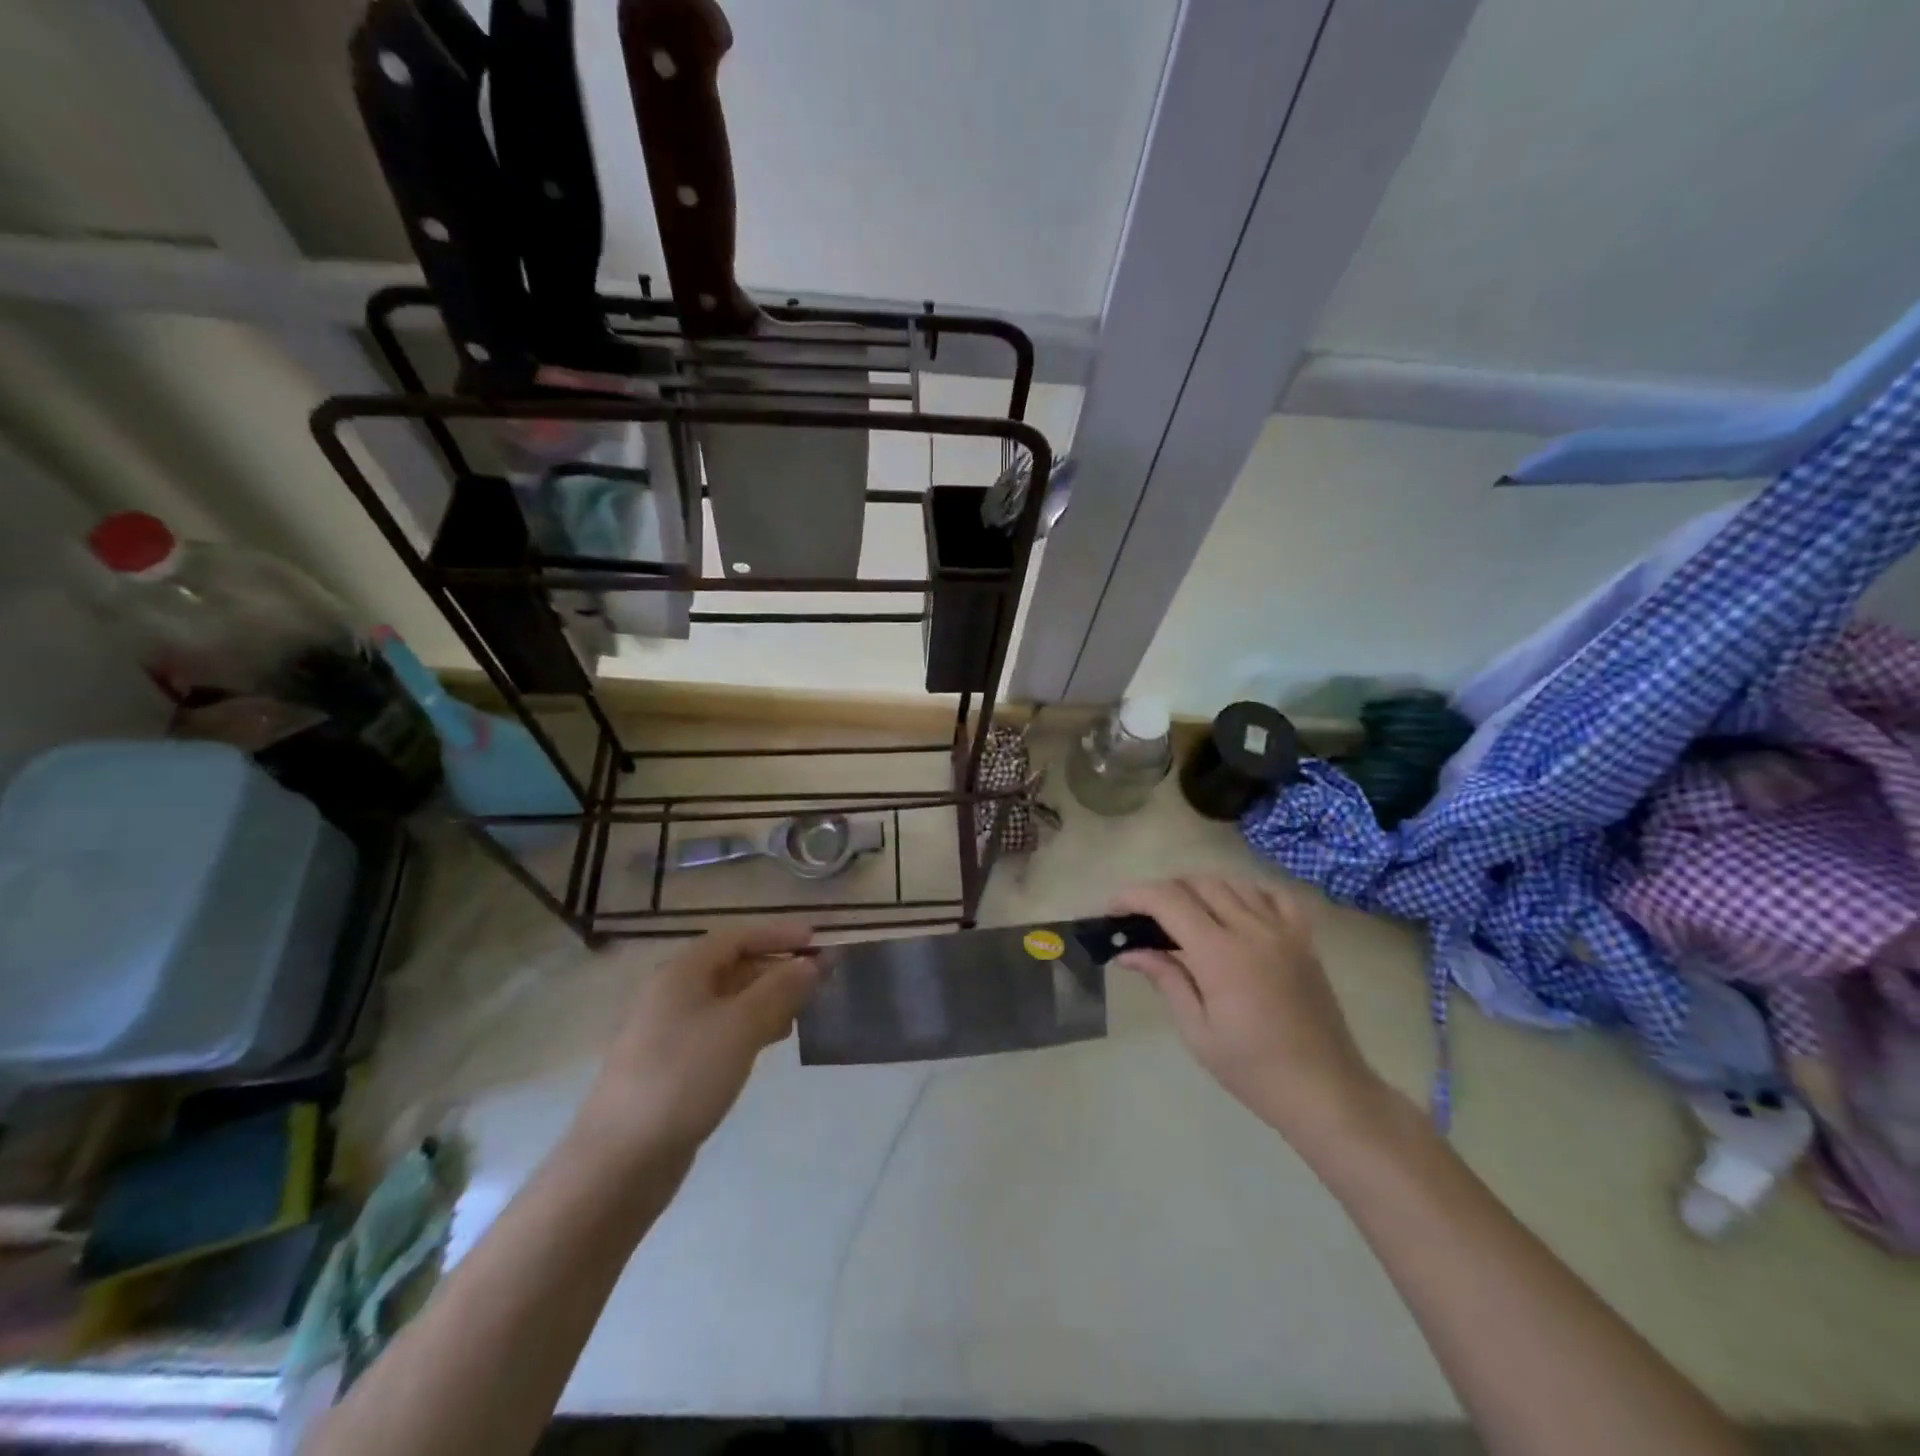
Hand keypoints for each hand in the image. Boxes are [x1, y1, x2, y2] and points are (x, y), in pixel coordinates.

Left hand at [575, 922, 820, 1161]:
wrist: (619, 1161)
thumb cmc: (683, 1077)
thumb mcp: (740, 1026)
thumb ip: (780, 989)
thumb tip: (811, 963)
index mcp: (682, 973)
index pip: (736, 937)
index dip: (777, 935)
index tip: (816, 940)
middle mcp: (672, 994)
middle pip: (732, 966)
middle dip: (776, 969)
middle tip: (817, 980)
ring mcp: (669, 1032)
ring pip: (728, 1001)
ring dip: (767, 1000)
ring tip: (803, 1012)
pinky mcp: (672, 1066)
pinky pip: (720, 1031)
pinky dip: (750, 1028)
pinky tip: (772, 1042)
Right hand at [1110, 877, 1405, 1153]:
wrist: (1326, 1091)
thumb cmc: (1253, 1070)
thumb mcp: (1197, 1031)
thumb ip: (1165, 979)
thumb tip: (1128, 951)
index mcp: (1220, 955)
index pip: (1168, 900)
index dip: (1133, 896)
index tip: (1112, 910)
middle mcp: (1251, 930)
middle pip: (1197, 883)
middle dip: (1162, 891)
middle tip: (1143, 919)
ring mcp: (1283, 930)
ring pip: (1232, 883)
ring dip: (1200, 889)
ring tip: (1183, 915)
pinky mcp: (1304, 939)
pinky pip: (1274, 895)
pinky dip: (1248, 892)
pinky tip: (1235, 910)